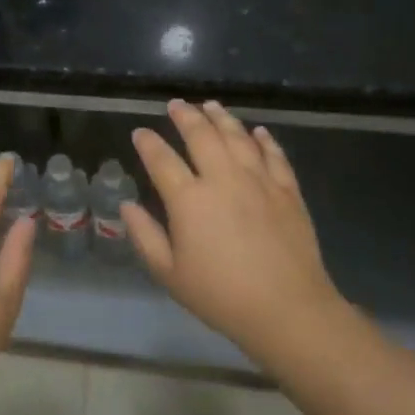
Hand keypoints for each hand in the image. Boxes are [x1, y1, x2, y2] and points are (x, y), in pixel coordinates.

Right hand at [124, 101, 348, 366]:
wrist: (287, 309)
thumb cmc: (220, 295)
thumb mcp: (169, 273)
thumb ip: (145, 236)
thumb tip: (127, 205)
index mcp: (189, 199)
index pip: (162, 159)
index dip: (148, 143)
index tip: (140, 132)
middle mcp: (222, 179)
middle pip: (201, 135)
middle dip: (185, 116)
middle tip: (176, 104)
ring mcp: (258, 181)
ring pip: (237, 137)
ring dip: (222, 118)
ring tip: (211, 105)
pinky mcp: (287, 191)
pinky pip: (274, 155)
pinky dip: (264, 140)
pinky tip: (258, 131)